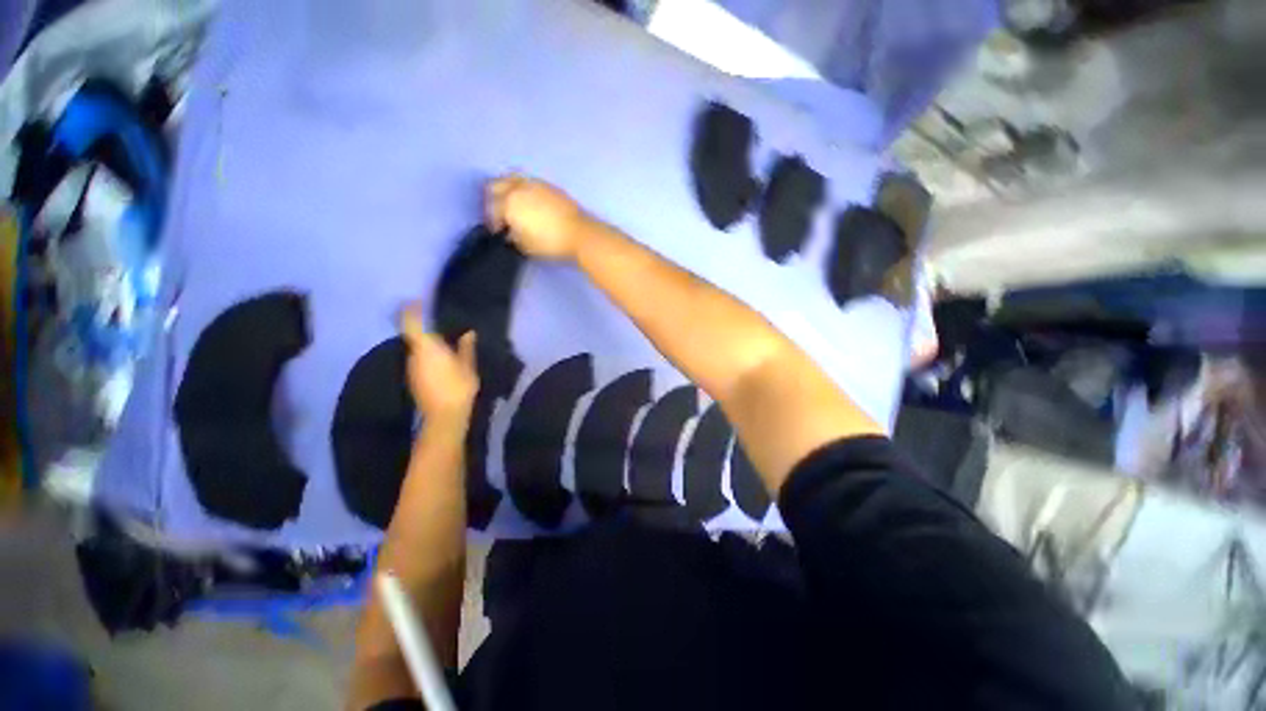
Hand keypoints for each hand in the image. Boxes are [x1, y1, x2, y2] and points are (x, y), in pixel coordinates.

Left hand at [399, 305, 478, 421]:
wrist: (444, 416)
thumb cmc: (458, 386)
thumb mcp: (468, 365)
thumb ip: (466, 347)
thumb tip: (469, 333)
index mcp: (426, 347)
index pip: (411, 323)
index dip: (412, 310)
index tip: (417, 301)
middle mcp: (413, 355)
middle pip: (414, 336)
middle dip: (424, 329)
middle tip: (441, 325)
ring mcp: (411, 368)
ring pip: (417, 350)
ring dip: (427, 345)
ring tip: (444, 343)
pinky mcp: (413, 379)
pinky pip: (419, 361)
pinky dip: (428, 357)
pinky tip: (442, 362)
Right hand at [485, 175, 588, 259]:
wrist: (580, 234)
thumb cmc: (550, 243)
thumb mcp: (525, 246)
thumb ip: (512, 236)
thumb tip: (510, 231)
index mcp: (508, 203)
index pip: (491, 210)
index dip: (492, 223)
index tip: (498, 232)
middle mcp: (518, 188)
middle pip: (495, 186)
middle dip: (493, 200)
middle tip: (500, 216)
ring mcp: (534, 183)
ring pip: (511, 179)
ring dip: (506, 190)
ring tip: (513, 206)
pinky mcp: (548, 185)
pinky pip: (527, 182)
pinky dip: (522, 189)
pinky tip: (529, 203)